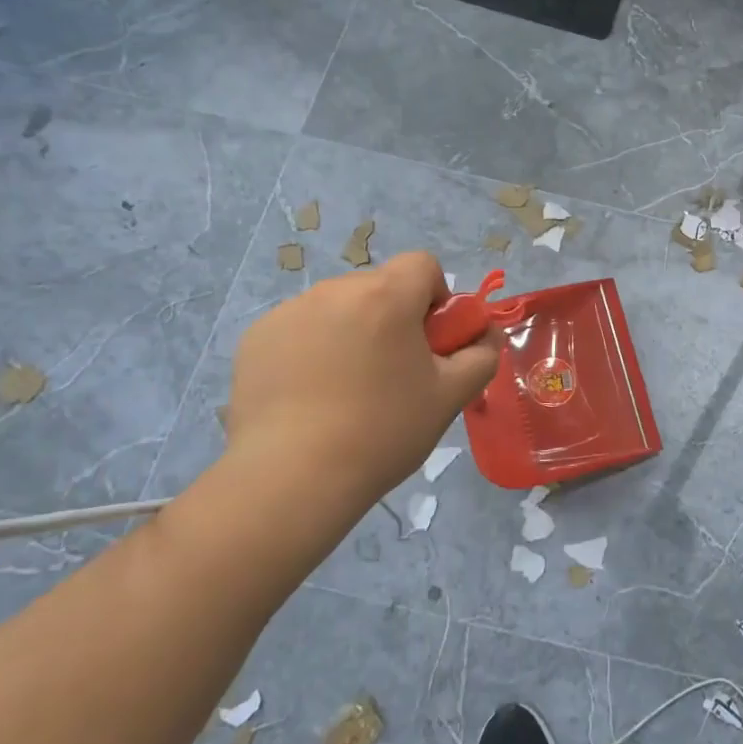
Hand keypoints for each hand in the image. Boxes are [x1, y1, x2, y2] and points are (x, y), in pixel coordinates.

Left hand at [224, 252, 498, 509]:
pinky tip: (310, 395)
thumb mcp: (451, 396)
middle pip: (380, 286)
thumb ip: (482, 355)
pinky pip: (300, 327)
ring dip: (353, 330)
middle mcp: (335, 290)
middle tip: (393, 371)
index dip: (436, 297)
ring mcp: (289, 312)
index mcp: (386, 296)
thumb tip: (486, 334)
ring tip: (347, 389)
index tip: (431, 341)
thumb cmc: (383, 431)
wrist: (292, 479)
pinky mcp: (256, 338)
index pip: (422, 264)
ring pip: (339, 307)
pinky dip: (312, 348)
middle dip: (394, 317)